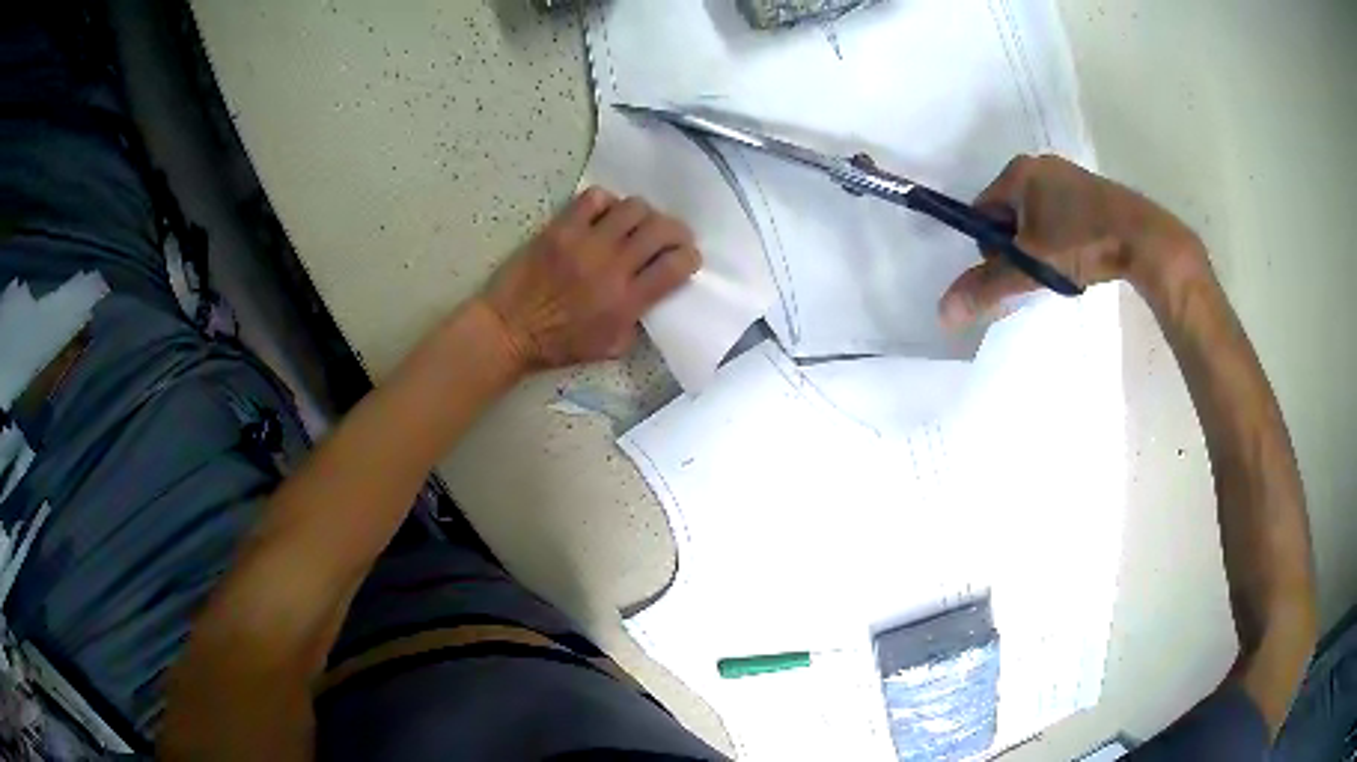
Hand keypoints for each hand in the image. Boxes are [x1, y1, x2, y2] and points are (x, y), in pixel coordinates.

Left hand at [483, 187, 701, 370]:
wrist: (510, 330)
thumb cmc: (558, 345)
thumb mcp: (611, 347)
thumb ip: (638, 320)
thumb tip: (654, 293)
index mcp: (627, 302)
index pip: (676, 266)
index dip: (690, 257)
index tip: (686, 259)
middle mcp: (612, 267)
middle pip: (661, 229)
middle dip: (676, 230)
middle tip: (670, 236)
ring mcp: (585, 243)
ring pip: (634, 207)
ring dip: (643, 214)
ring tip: (635, 225)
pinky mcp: (561, 229)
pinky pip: (594, 198)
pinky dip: (606, 202)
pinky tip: (603, 216)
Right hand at [939, 155, 1208, 327]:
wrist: (1143, 238)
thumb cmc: (1081, 242)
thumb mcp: (1031, 267)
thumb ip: (988, 287)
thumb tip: (943, 314)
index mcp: (1017, 172)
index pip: (982, 211)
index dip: (991, 246)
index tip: (1015, 269)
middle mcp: (1039, 165)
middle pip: (1009, 215)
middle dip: (1018, 246)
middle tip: (1041, 270)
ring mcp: (1067, 176)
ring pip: (1036, 218)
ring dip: (1041, 245)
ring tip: (1064, 266)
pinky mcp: (1090, 191)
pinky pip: (1060, 215)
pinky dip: (1062, 238)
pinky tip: (1080, 256)